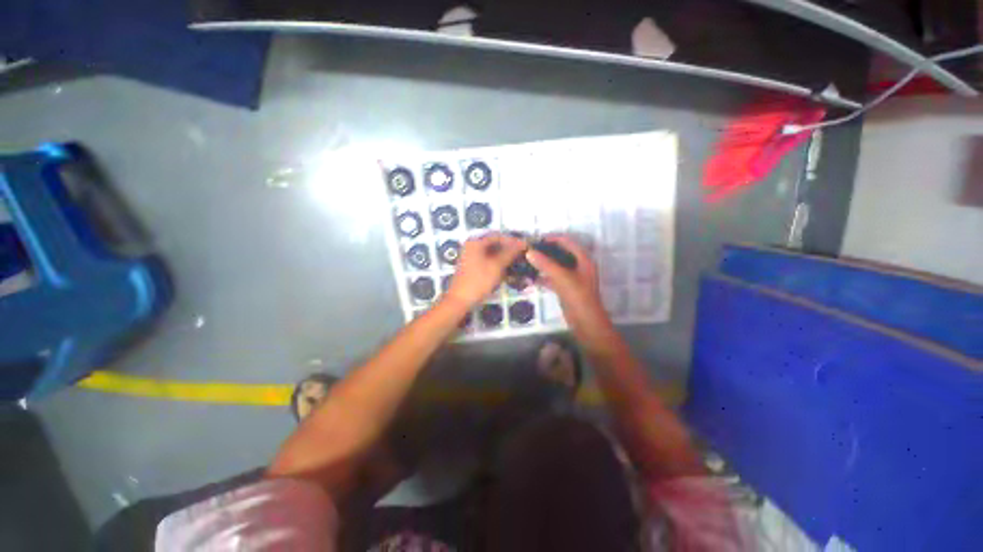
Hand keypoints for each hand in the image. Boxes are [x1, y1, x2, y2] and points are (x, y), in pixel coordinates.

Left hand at [445, 233, 526, 307]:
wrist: (460, 300)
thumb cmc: (479, 281)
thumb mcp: (496, 266)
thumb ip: (510, 253)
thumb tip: (522, 243)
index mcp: (475, 242)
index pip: (498, 236)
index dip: (512, 240)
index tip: (525, 246)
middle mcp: (471, 245)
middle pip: (494, 243)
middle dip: (508, 248)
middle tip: (522, 253)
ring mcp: (470, 256)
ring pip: (491, 252)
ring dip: (503, 255)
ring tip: (517, 261)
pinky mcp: (471, 265)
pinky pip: (486, 259)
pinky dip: (496, 262)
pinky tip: (506, 268)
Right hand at [526, 235, 616, 352]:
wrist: (586, 323)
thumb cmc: (578, 297)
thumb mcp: (562, 278)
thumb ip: (546, 264)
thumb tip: (529, 252)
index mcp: (583, 259)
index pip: (567, 241)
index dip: (552, 238)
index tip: (536, 239)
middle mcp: (579, 265)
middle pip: (560, 252)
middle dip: (545, 251)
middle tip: (529, 250)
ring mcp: (572, 277)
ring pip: (556, 266)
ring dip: (543, 264)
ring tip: (527, 261)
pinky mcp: (566, 288)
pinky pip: (553, 278)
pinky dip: (543, 277)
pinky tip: (531, 278)